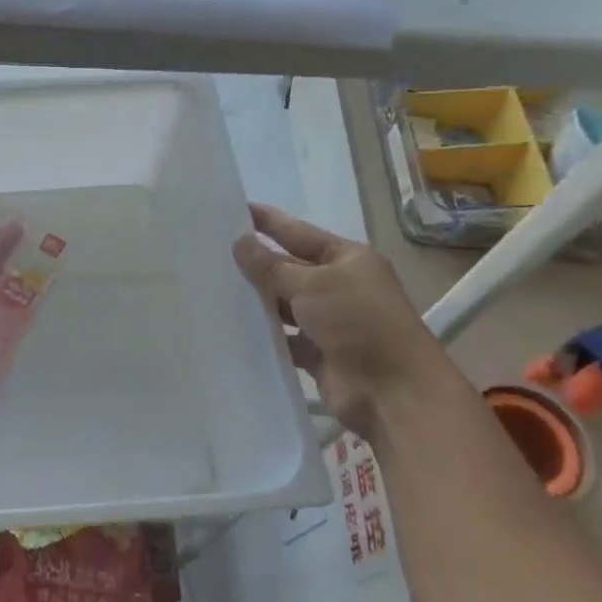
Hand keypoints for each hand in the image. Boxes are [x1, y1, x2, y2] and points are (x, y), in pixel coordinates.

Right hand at [232, 203, 453, 435]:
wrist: (393, 392)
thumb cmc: (359, 323)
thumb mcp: (312, 285)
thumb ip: (271, 266)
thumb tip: (240, 242)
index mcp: (347, 259)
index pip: (298, 232)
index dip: (267, 221)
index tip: (232, 209)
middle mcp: (338, 286)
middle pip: (288, 268)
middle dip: (254, 262)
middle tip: (208, 251)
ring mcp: (328, 321)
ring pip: (282, 303)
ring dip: (255, 299)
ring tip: (210, 287)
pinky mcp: (317, 352)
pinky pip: (282, 336)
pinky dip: (262, 333)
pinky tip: (228, 326)